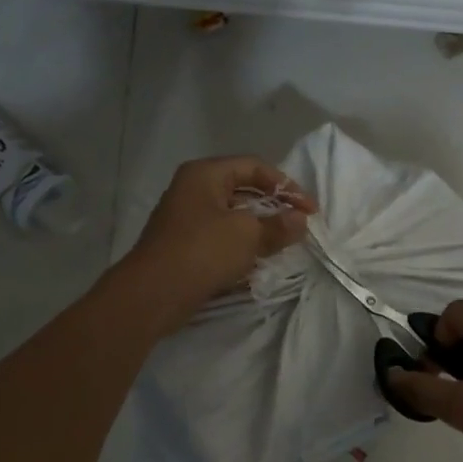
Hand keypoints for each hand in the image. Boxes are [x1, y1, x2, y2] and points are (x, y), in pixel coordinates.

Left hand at [119, 156, 315, 329]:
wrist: (152, 294)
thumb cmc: (202, 252)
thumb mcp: (247, 235)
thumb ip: (278, 225)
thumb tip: (300, 221)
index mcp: (205, 174)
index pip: (254, 167)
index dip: (286, 185)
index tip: (310, 210)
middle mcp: (193, 189)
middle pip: (243, 190)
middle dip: (274, 208)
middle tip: (298, 226)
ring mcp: (186, 218)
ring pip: (233, 216)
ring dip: (259, 230)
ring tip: (282, 245)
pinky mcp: (184, 246)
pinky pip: (220, 238)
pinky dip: (241, 247)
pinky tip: (257, 263)